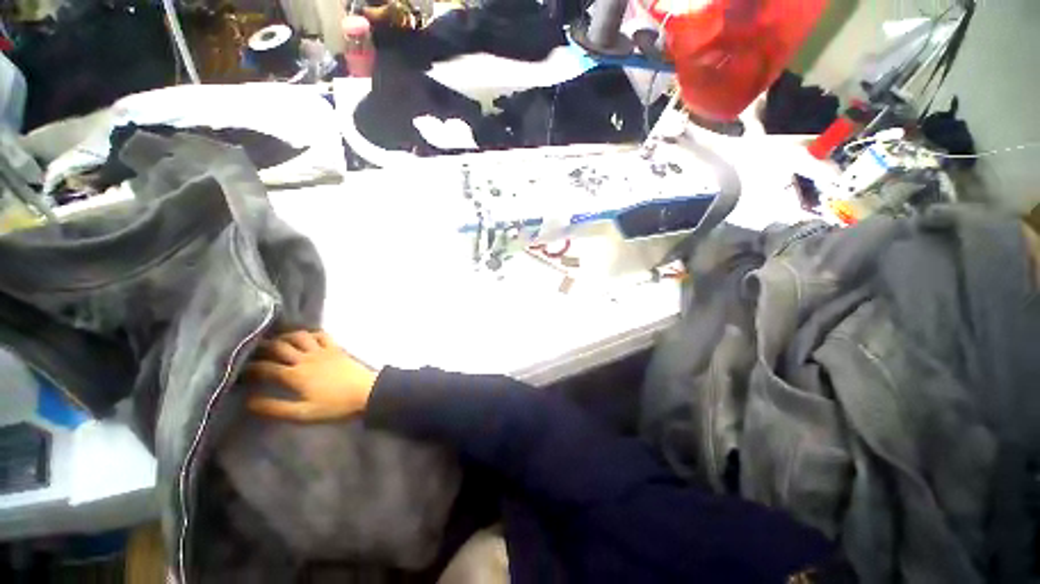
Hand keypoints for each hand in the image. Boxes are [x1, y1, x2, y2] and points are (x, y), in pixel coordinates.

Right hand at [245, 330, 378, 421]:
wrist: (366, 391)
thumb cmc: (335, 405)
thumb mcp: (303, 413)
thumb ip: (276, 408)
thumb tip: (249, 402)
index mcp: (296, 375)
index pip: (266, 367)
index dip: (251, 368)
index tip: (241, 371)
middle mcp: (306, 358)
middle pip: (279, 346)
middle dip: (263, 347)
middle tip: (254, 351)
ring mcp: (323, 350)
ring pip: (300, 336)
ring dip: (286, 336)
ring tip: (278, 342)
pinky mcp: (336, 348)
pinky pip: (322, 334)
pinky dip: (311, 333)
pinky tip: (306, 337)